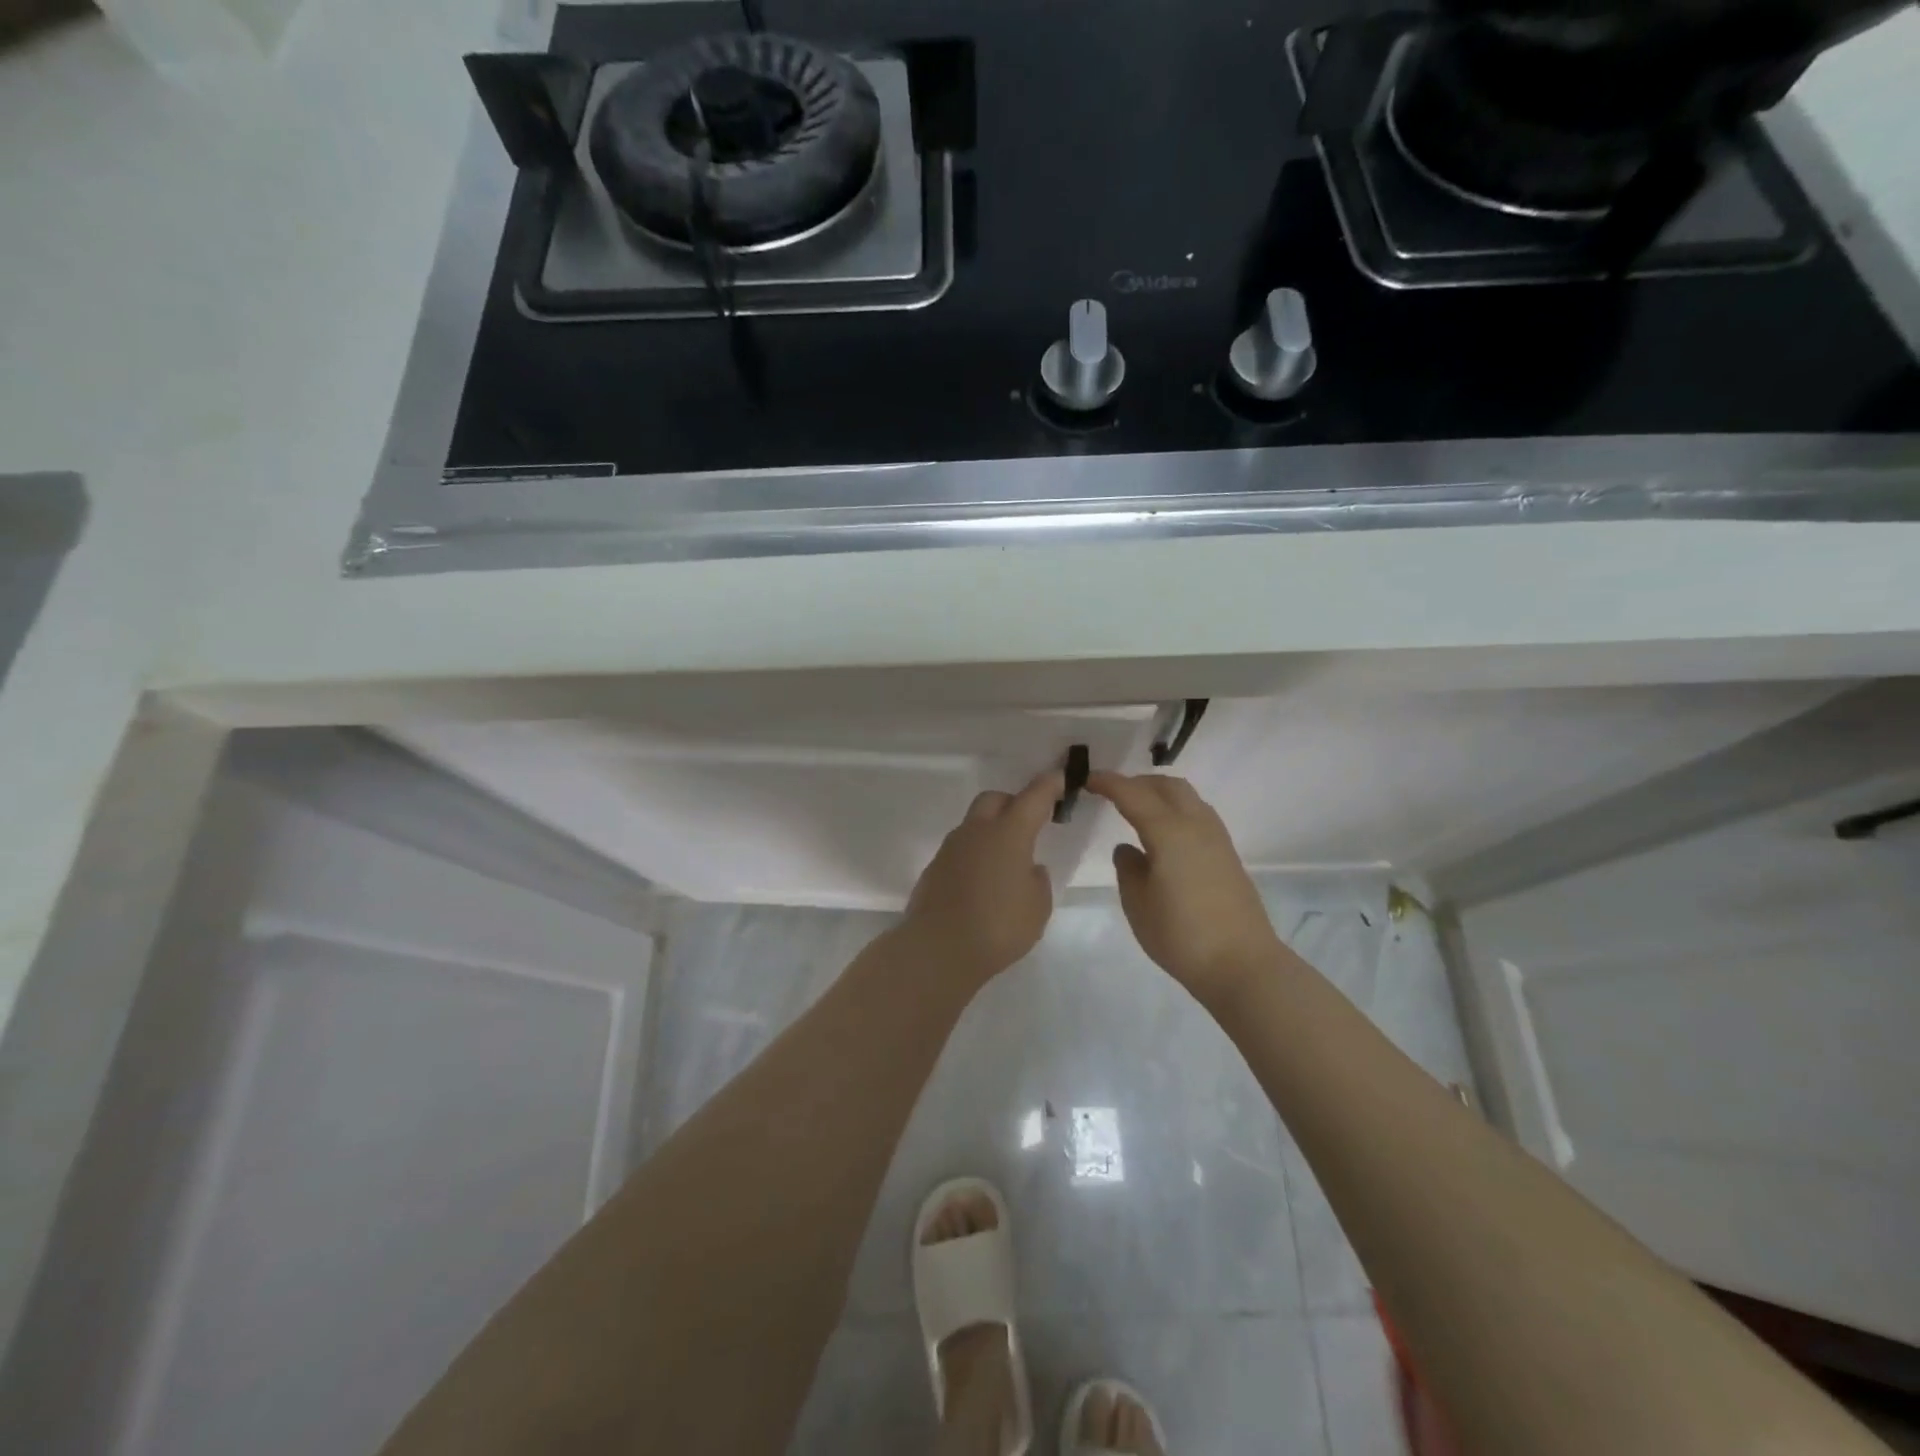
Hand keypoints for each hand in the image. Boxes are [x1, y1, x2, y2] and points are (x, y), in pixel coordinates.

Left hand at [900, 769, 1063, 983]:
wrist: (937, 949)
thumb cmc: (998, 926)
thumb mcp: (1037, 907)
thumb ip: (1037, 881)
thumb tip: (1027, 869)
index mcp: (1009, 833)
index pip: (1033, 797)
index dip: (1050, 785)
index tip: (1060, 777)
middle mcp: (977, 831)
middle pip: (995, 800)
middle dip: (1013, 804)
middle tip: (1029, 823)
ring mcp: (951, 848)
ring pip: (974, 824)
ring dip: (991, 831)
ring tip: (1006, 860)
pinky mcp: (934, 868)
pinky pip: (961, 850)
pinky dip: (975, 855)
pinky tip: (982, 882)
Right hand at [1088, 771, 1281, 1007]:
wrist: (1241, 964)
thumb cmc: (1181, 935)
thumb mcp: (1138, 904)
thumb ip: (1128, 868)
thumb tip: (1129, 848)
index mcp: (1169, 832)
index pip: (1133, 794)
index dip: (1108, 783)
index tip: (1087, 780)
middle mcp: (1196, 825)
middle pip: (1166, 785)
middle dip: (1137, 783)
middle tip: (1112, 794)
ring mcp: (1217, 838)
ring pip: (1187, 797)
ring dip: (1160, 794)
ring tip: (1137, 810)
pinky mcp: (1227, 854)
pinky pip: (1198, 815)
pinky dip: (1176, 810)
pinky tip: (1164, 834)